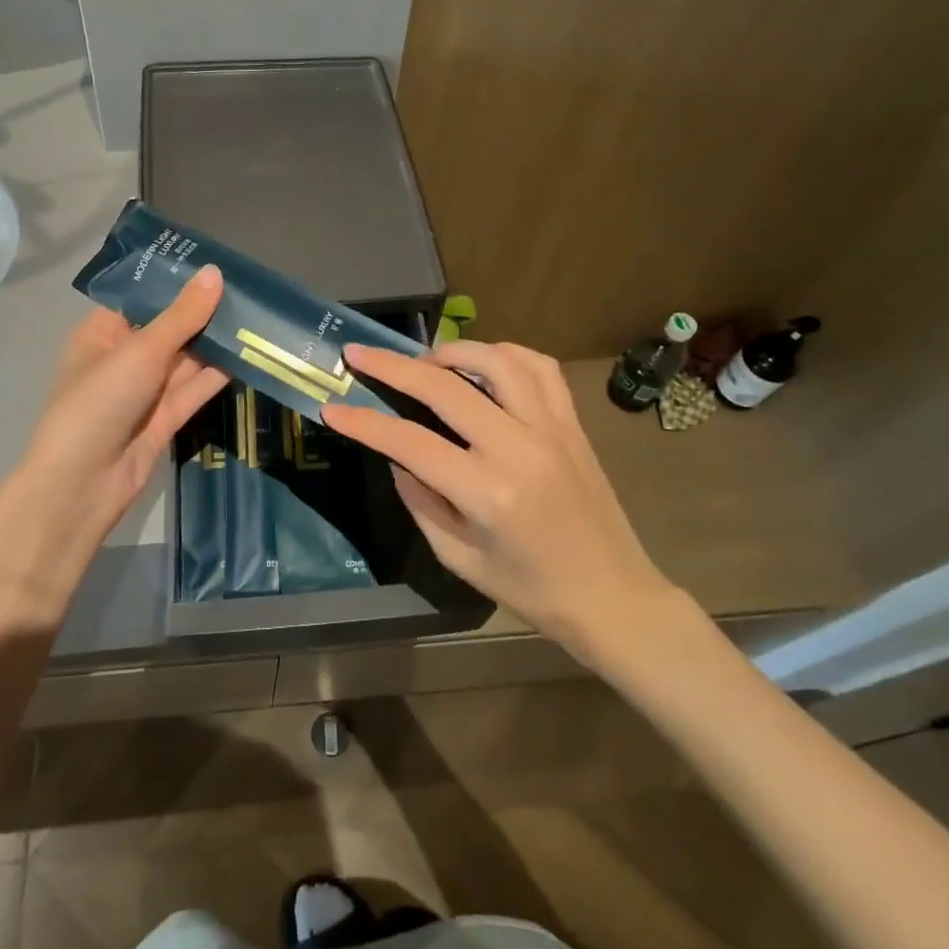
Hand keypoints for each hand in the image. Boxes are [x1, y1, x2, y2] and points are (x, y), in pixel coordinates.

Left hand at [13, 266, 228, 550]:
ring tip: (257, 316)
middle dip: (204, 313)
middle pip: (170, 328)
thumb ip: (182, 315)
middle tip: (249, 289)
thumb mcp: (141, 351)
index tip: (217, 265)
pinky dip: (217, 373)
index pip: (143, 299)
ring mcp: (145, 390)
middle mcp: (124, 358)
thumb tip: (215, 272)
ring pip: (186, 359)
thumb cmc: (99, 402)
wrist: (83, 485)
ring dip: (216, 343)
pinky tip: (249, 353)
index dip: (177, 283)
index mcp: (103, 333)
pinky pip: (194, 388)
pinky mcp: (165, 417)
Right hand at [321, 340, 685, 658]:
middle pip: (445, 388)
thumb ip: (421, 502)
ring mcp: (551, 429)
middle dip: (392, 365)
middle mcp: (519, 449)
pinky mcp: (573, 423)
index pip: (410, 442)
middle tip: (359, 353)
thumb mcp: (460, 559)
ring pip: (496, 361)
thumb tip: (397, 456)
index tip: (333, 408)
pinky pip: (540, 368)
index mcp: (487, 492)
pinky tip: (484, 363)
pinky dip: (505, 354)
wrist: (614, 597)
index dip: (365, 423)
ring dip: (451, 351)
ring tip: (425, 360)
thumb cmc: (532, 590)